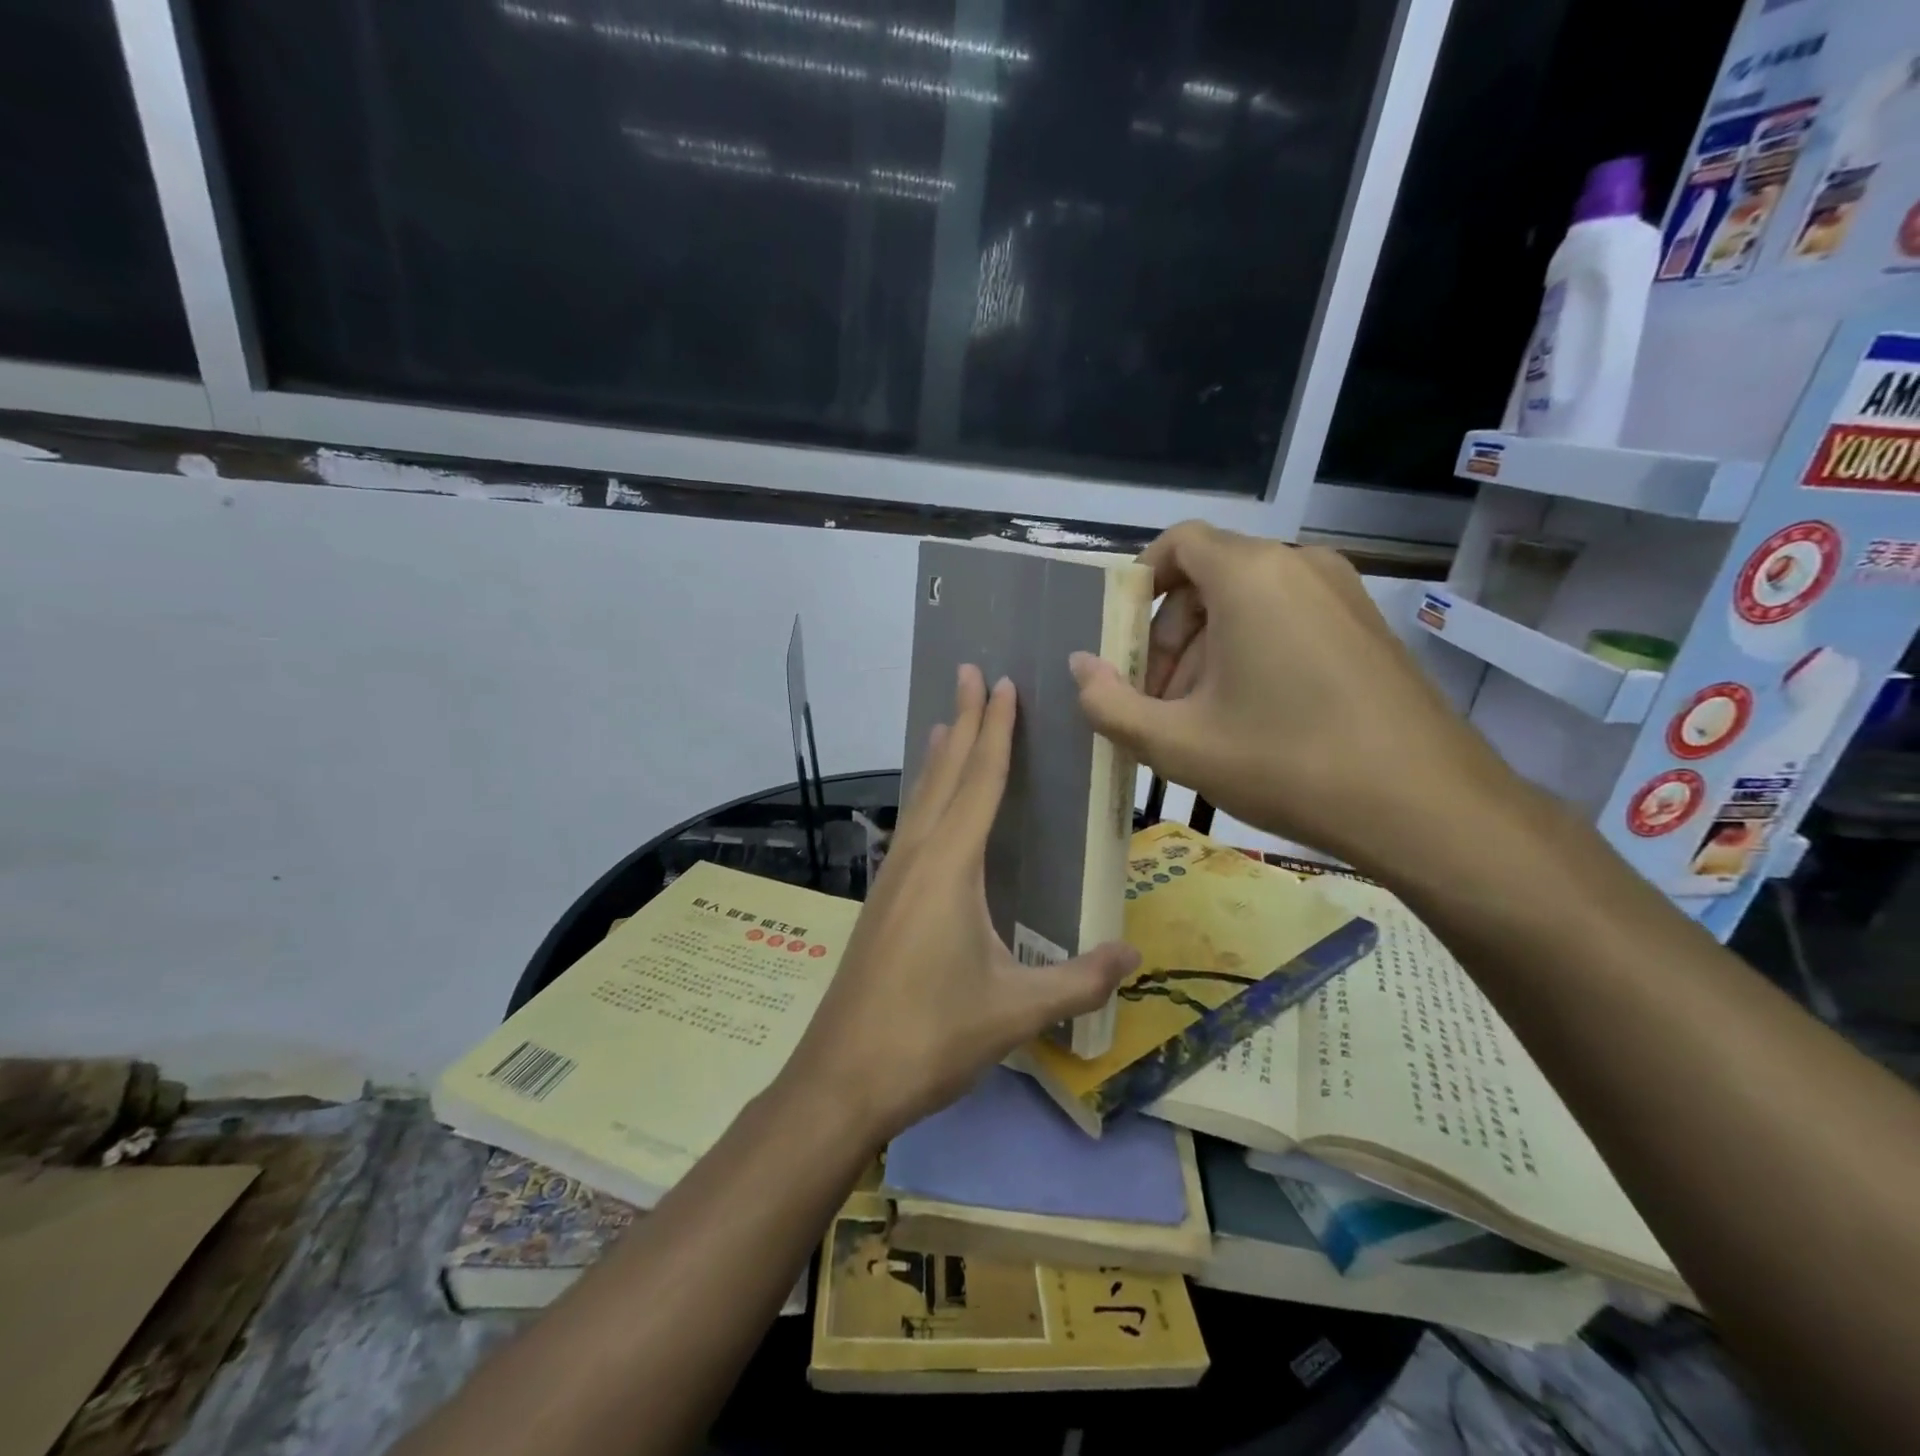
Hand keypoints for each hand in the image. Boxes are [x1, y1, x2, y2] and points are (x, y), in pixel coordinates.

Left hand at [779, 665, 1139, 1142]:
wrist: (841, 1078)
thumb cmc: (930, 1036)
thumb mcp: (1015, 1010)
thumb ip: (1079, 980)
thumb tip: (1135, 956)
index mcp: (950, 867)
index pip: (980, 782)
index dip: (995, 731)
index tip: (1001, 684)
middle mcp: (916, 858)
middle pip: (944, 775)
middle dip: (962, 723)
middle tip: (970, 674)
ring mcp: (891, 879)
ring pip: (920, 800)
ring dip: (938, 758)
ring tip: (946, 723)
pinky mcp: (881, 902)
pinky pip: (909, 828)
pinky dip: (923, 798)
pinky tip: (926, 809)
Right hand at [1068, 521, 1527, 876]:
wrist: (1427, 807)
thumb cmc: (1287, 763)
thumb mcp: (1177, 744)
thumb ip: (1110, 704)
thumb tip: (1079, 667)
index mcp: (1251, 576)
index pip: (1178, 543)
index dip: (1139, 586)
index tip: (1124, 646)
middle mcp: (1299, 565)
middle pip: (1208, 578)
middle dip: (1169, 637)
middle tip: (1157, 704)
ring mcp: (1342, 594)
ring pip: (1248, 603)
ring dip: (1207, 651)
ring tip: (1200, 722)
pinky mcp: (1367, 626)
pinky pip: (1288, 619)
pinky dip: (1252, 654)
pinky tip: (1251, 719)